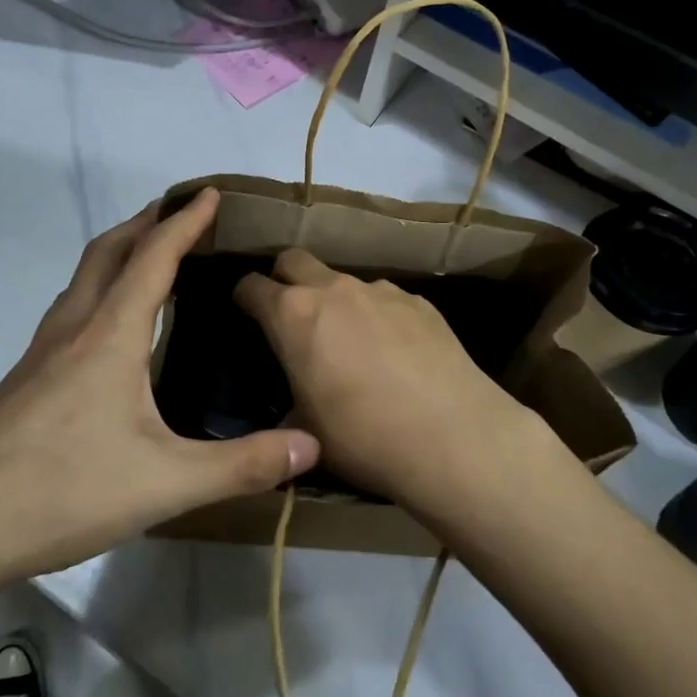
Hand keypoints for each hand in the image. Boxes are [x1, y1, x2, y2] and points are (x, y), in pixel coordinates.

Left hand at [0, 189, 319, 594]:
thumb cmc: (63, 490)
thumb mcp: (166, 482)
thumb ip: (241, 465)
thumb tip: (311, 446)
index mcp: (109, 336)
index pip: (153, 259)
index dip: (184, 223)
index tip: (209, 193)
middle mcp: (73, 330)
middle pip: (108, 252)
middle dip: (145, 222)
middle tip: (179, 213)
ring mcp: (40, 355)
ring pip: (82, 279)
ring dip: (117, 253)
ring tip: (148, 258)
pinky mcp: (24, 381)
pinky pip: (69, 311)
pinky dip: (98, 291)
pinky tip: (107, 330)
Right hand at [233, 249, 544, 512]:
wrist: (452, 436)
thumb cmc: (363, 437)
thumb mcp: (306, 430)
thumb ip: (287, 405)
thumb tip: (288, 408)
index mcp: (294, 315)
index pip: (252, 286)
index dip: (244, 297)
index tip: (245, 312)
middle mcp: (334, 289)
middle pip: (294, 259)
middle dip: (284, 277)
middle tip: (290, 313)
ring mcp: (380, 290)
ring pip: (343, 279)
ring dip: (335, 300)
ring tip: (350, 341)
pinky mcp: (419, 301)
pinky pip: (385, 298)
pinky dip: (377, 315)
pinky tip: (394, 351)